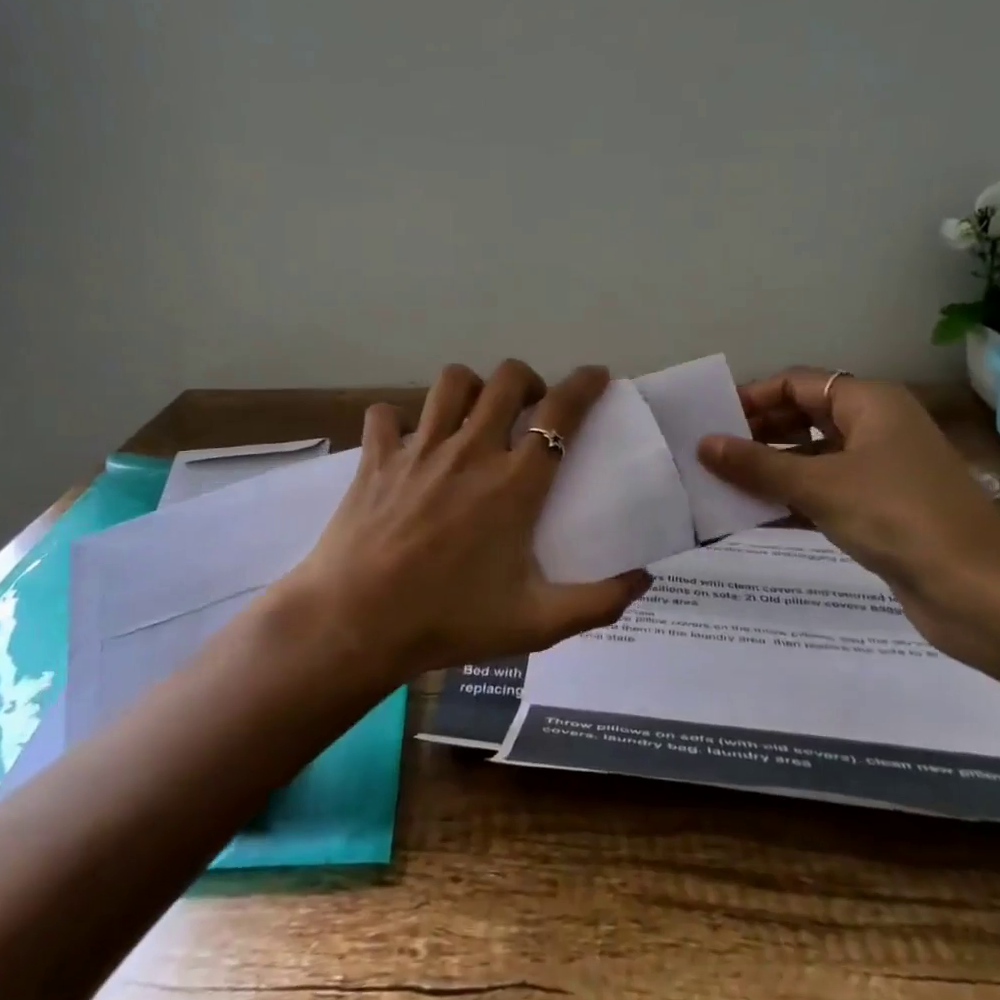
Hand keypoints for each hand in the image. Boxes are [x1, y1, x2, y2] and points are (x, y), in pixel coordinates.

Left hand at [277, 360, 650, 682]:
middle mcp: (470, 451)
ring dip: (471, 387)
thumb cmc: (449, 621)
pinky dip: (398, 420)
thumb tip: (643, 581)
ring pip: (451, 382)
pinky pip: (386, 414)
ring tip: (474, 414)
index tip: (596, 375)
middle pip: (507, 379)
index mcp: (514, 484)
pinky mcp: (376, 457)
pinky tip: (406, 443)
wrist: (356, 624)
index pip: (560, 414)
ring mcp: (419, 449)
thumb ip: (597, 603)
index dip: (584, 385)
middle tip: (530, 408)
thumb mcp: (535, 624)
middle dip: (528, 380)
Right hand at [699, 368, 999, 676]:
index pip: (797, 383)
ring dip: (768, 470)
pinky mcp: (879, 512)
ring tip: (718, 484)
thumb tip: (703, 444)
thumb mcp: (819, 485)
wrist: (979, 592)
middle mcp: (875, 428)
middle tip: (708, 454)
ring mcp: (879, 472)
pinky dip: (789, 500)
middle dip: (756, 434)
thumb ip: (757, 464)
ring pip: (811, 458)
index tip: (709, 421)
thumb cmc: (897, 517)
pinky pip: (822, 494)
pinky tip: (750, 515)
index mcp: (869, 403)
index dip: (752, 397)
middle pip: (803, 417)